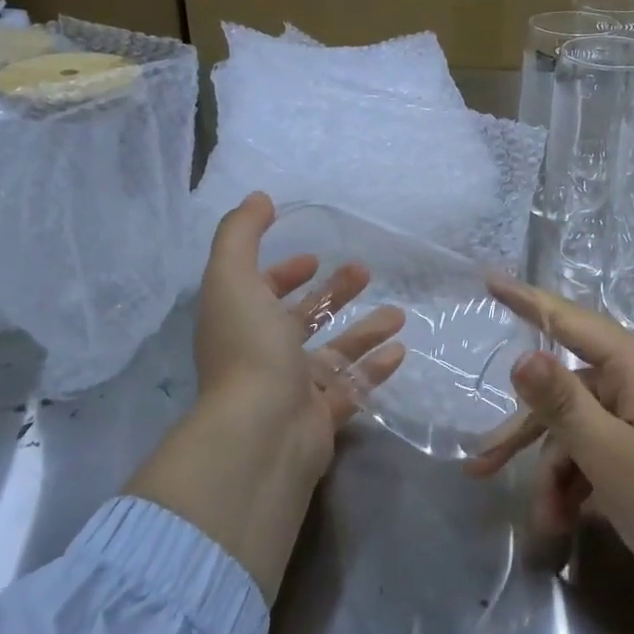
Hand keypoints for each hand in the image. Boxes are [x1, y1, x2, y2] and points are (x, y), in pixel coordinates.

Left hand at [126, 193, 405, 599]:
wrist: (260, 434)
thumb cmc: (248, 349)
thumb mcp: (233, 278)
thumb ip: (241, 234)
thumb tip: (259, 198)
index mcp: (241, 323)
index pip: (260, 291)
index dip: (283, 272)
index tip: (313, 257)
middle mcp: (264, 354)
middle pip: (303, 319)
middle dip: (332, 294)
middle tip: (365, 272)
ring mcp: (293, 388)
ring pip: (334, 352)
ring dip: (364, 330)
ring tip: (399, 313)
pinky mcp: (321, 417)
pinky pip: (353, 387)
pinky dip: (375, 368)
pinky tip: (401, 350)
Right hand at [468, 276, 633, 633]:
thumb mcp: (608, 454)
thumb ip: (561, 403)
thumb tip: (521, 355)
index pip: (568, 320)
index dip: (525, 300)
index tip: (488, 279)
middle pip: (565, 391)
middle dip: (528, 436)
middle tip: (481, 469)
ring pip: (580, 428)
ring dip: (556, 472)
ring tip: (548, 523)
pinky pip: (602, 448)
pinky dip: (581, 480)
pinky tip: (569, 520)